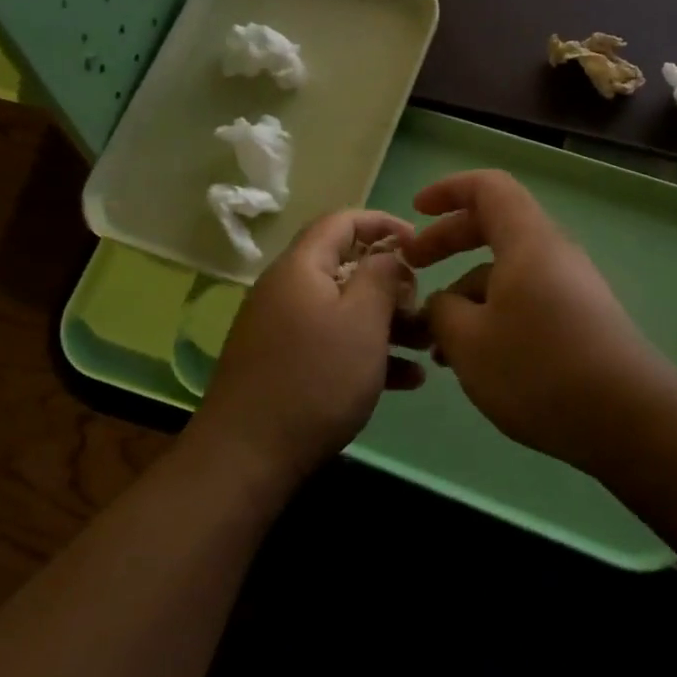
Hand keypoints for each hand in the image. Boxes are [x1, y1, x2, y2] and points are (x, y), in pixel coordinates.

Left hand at [194, 210, 425, 485]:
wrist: (248, 455)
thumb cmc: (316, 378)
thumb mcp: (362, 320)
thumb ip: (381, 276)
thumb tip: (389, 254)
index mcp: (301, 267)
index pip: (342, 221)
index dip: (383, 223)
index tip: (420, 243)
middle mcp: (287, 290)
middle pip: (346, 269)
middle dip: (392, 284)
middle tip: (425, 307)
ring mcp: (282, 330)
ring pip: (344, 311)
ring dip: (388, 324)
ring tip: (428, 346)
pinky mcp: (284, 365)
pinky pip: (332, 344)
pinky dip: (367, 353)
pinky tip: (407, 380)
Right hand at [401, 170, 676, 469]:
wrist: (627, 419)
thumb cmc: (538, 368)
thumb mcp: (468, 340)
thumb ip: (441, 311)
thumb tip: (443, 304)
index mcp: (527, 241)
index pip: (488, 188)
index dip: (448, 190)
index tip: (415, 211)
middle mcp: (553, 255)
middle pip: (495, 227)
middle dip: (448, 242)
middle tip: (413, 268)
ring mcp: (570, 289)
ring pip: (506, 273)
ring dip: (466, 294)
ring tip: (436, 344)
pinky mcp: (579, 322)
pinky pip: (524, 301)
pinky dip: (491, 317)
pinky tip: (473, 361)